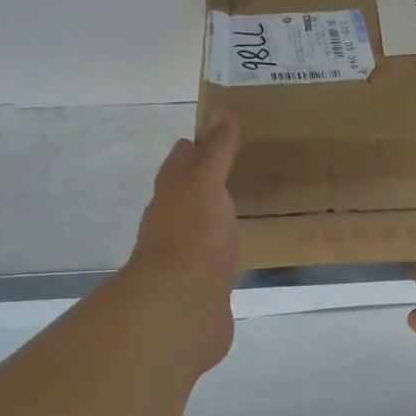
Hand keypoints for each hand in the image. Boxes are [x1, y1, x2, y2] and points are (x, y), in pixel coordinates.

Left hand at [125, 112, 240, 372]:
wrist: (182, 306)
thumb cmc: (193, 235)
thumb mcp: (206, 183)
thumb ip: (217, 150)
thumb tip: (222, 108)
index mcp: (172, 195)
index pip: (181, 162)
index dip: (197, 147)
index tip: (221, 135)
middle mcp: (173, 224)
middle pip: (188, 196)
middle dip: (206, 183)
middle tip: (237, 171)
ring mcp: (186, 259)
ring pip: (201, 230)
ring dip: (215, 220)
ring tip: (244, 210)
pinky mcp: (203, 289)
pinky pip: (215, 263)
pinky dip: (224, 254)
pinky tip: (242, 255)